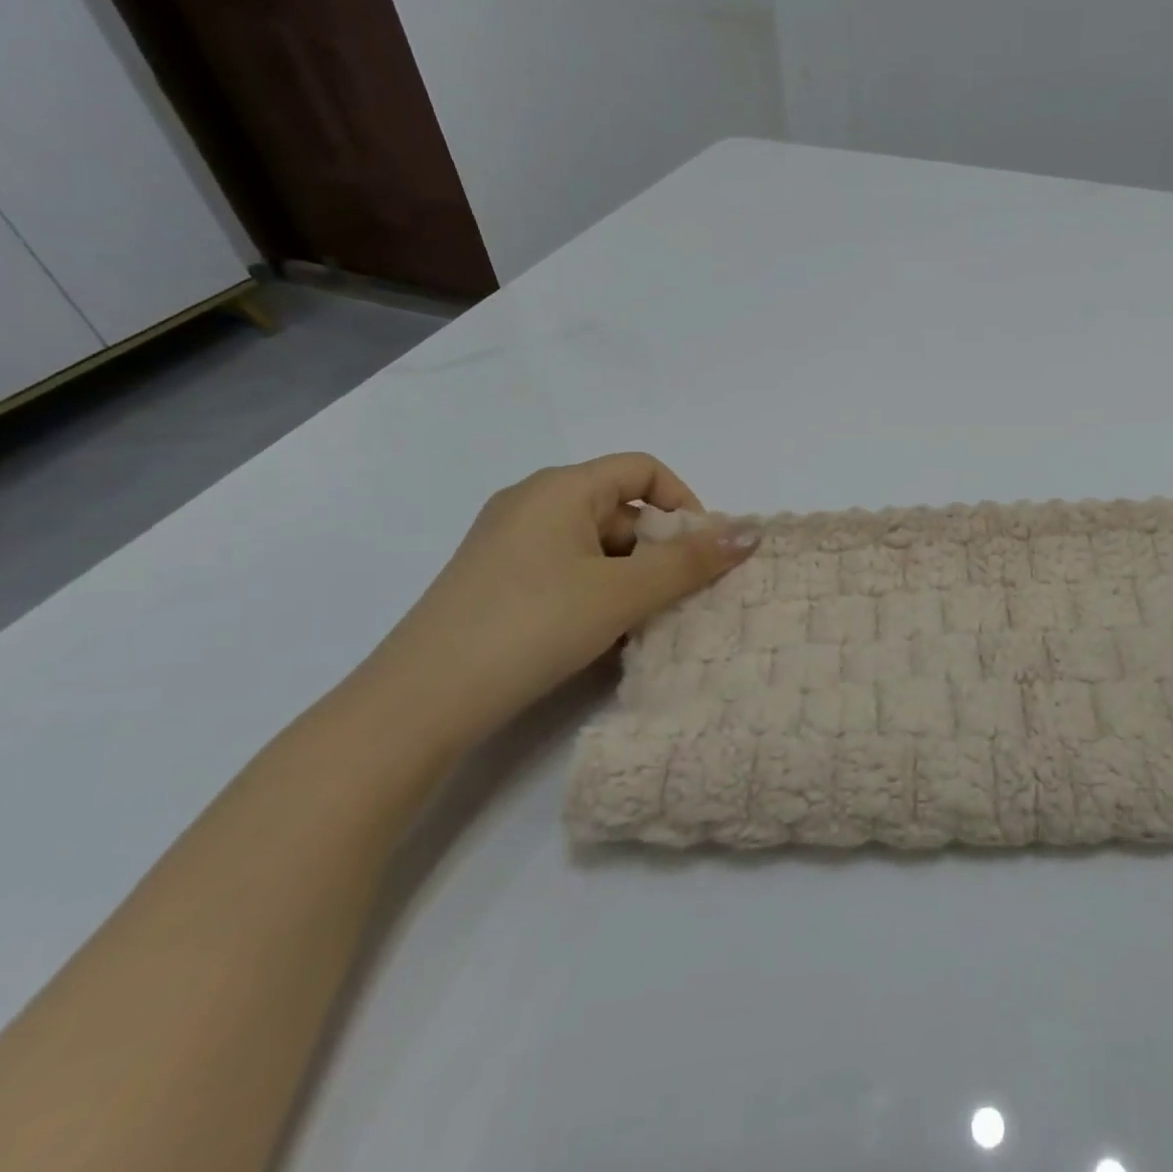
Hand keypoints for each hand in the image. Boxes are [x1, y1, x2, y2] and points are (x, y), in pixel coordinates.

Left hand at [356, 453, 755, 750]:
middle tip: (679, 598)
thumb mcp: (622, 592)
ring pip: (597, 547)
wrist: (419, 702)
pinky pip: (568, 572)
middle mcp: (532, 504)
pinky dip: (598, 594)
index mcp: (560, 488)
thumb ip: (691, 562)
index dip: (684, 503)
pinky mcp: (498, 582)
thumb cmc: (531, 626)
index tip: (701, 553)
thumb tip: (753, 532)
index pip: (643, 469)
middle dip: (660, 550)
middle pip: (622, 509)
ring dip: (633, 578)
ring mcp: (510, 545)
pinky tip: (605, 638)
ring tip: (645, 624)